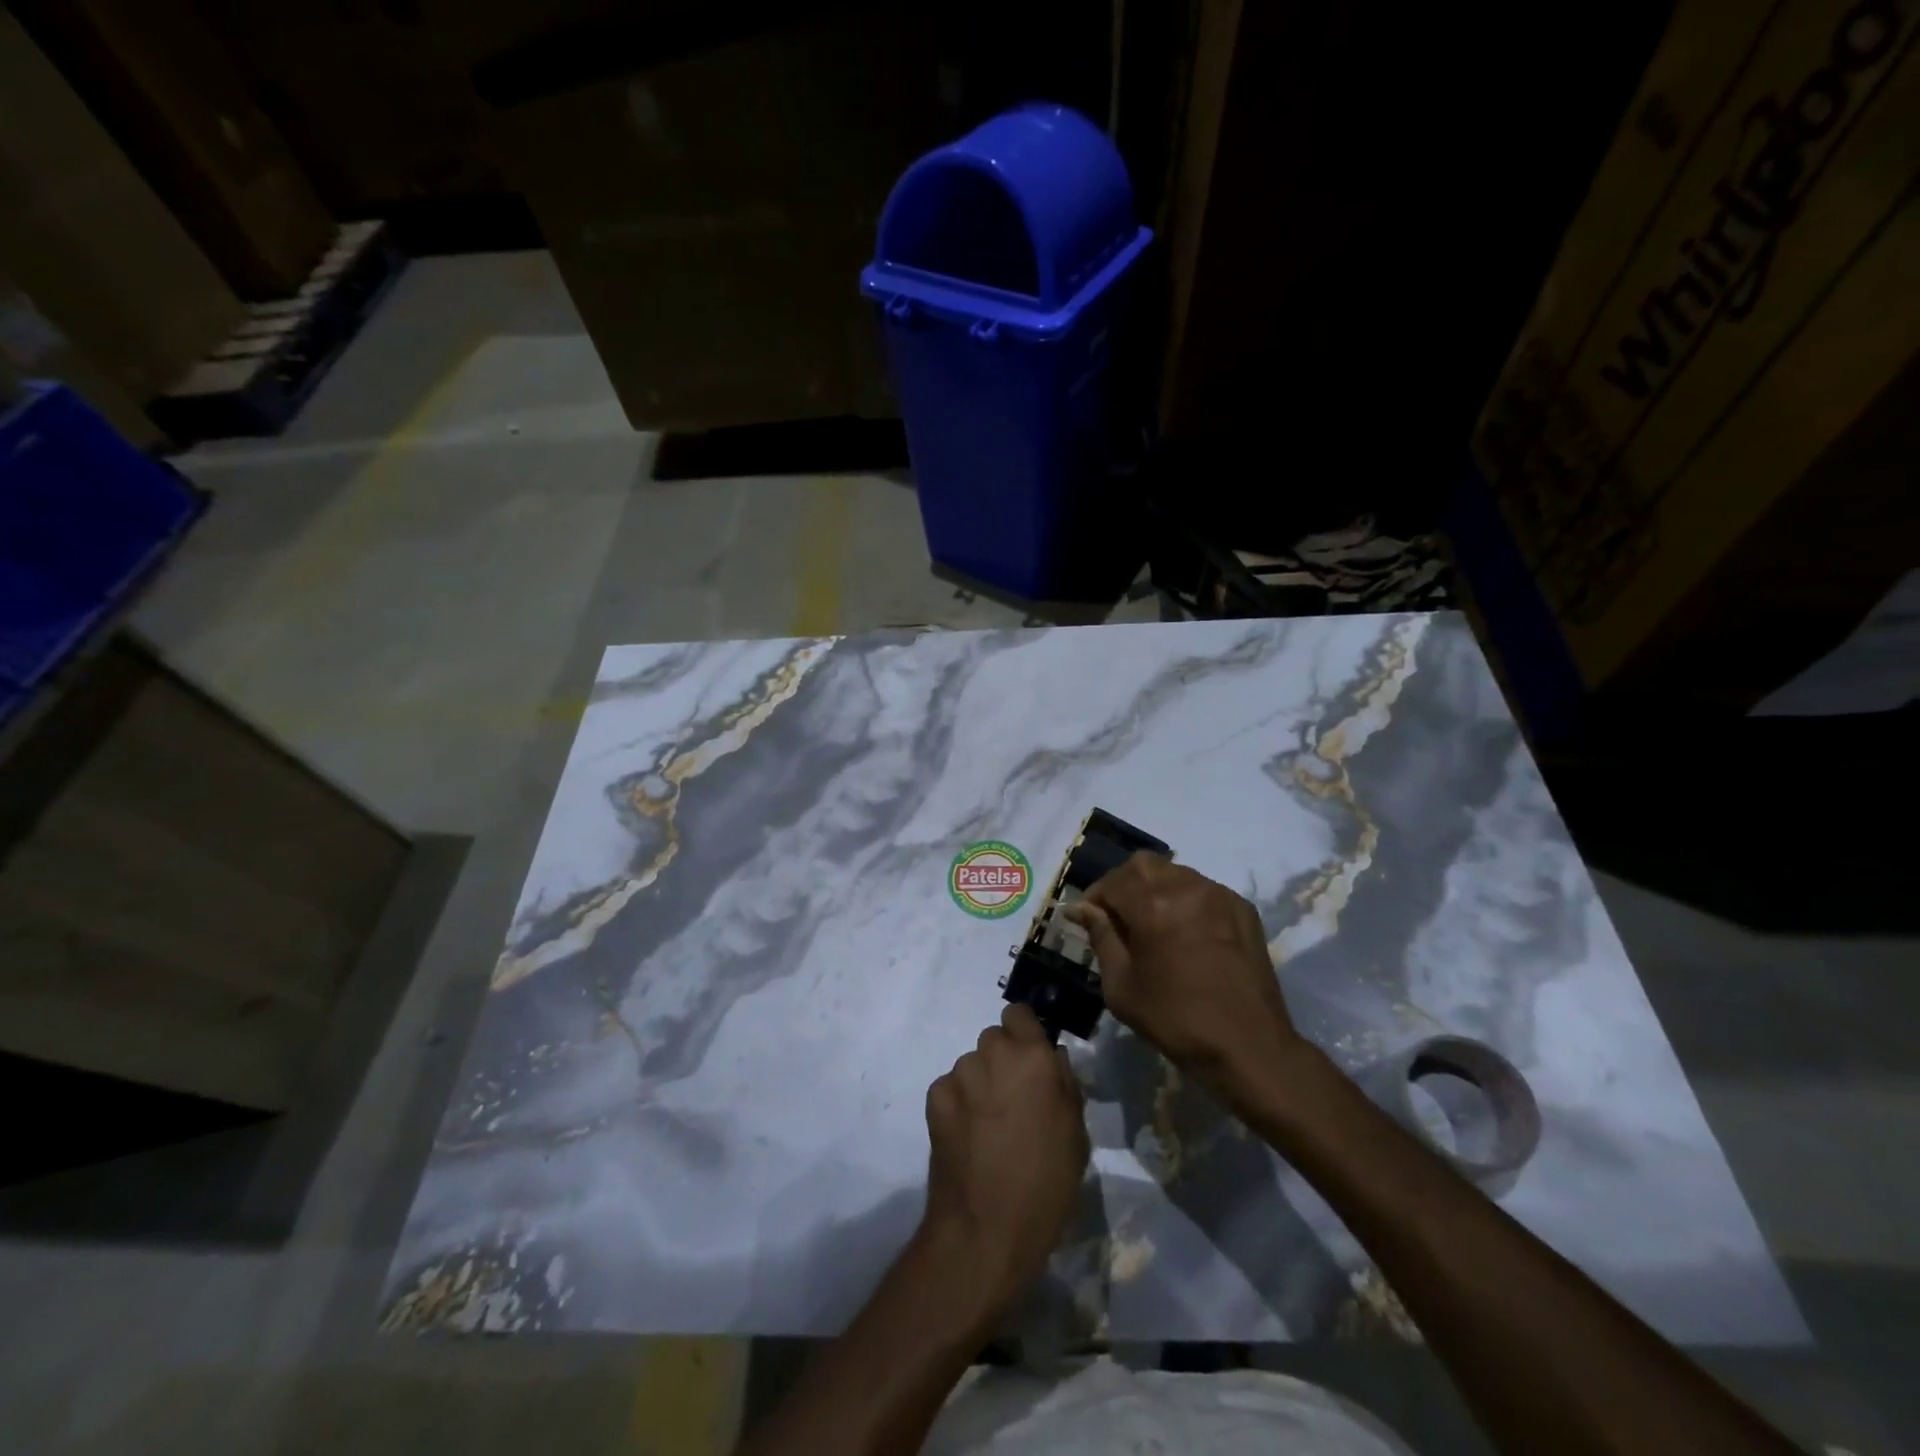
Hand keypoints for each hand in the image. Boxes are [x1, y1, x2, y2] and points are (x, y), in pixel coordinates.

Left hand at [922, 1004, 1089, 1307]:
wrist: (986, 1228)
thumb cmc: (1046, 1183)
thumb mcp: (1076, 1132)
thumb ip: (1064, 1082)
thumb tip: (1052, 1056)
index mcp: (1033, 1056)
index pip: (1019, 1013)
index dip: (1024, 1032)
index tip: (1030, 1059)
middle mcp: (993, 1053)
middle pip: (995, 1039)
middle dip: (1003, 1061)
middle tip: (1013, 1101)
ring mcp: (960, 1074)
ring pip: (972, 1064)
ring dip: (980, 1083)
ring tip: (989, 1127)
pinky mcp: (934, 1097)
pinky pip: (951, 1088)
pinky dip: (958, 1104)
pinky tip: (968, 1137)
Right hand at [1068, 853, 1305, 1098]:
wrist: (1247, 1046)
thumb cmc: (1175, 1020)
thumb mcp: (1121, 986)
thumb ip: (1101, 937)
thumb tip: (1081, 909)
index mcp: (1152, 906)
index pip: (1112, 881)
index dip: (1095, 897)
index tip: (1088, 918)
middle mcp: (1186, 888)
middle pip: (1143, 865)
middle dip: (1124, 884)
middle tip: (1118, 916)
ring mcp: (1219, 895)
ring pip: (1175, 873)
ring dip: (1155, 888)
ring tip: (1152, 923)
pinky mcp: (1242, 908)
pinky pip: (1203, 889)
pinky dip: (1185, 900)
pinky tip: (1185, 931)